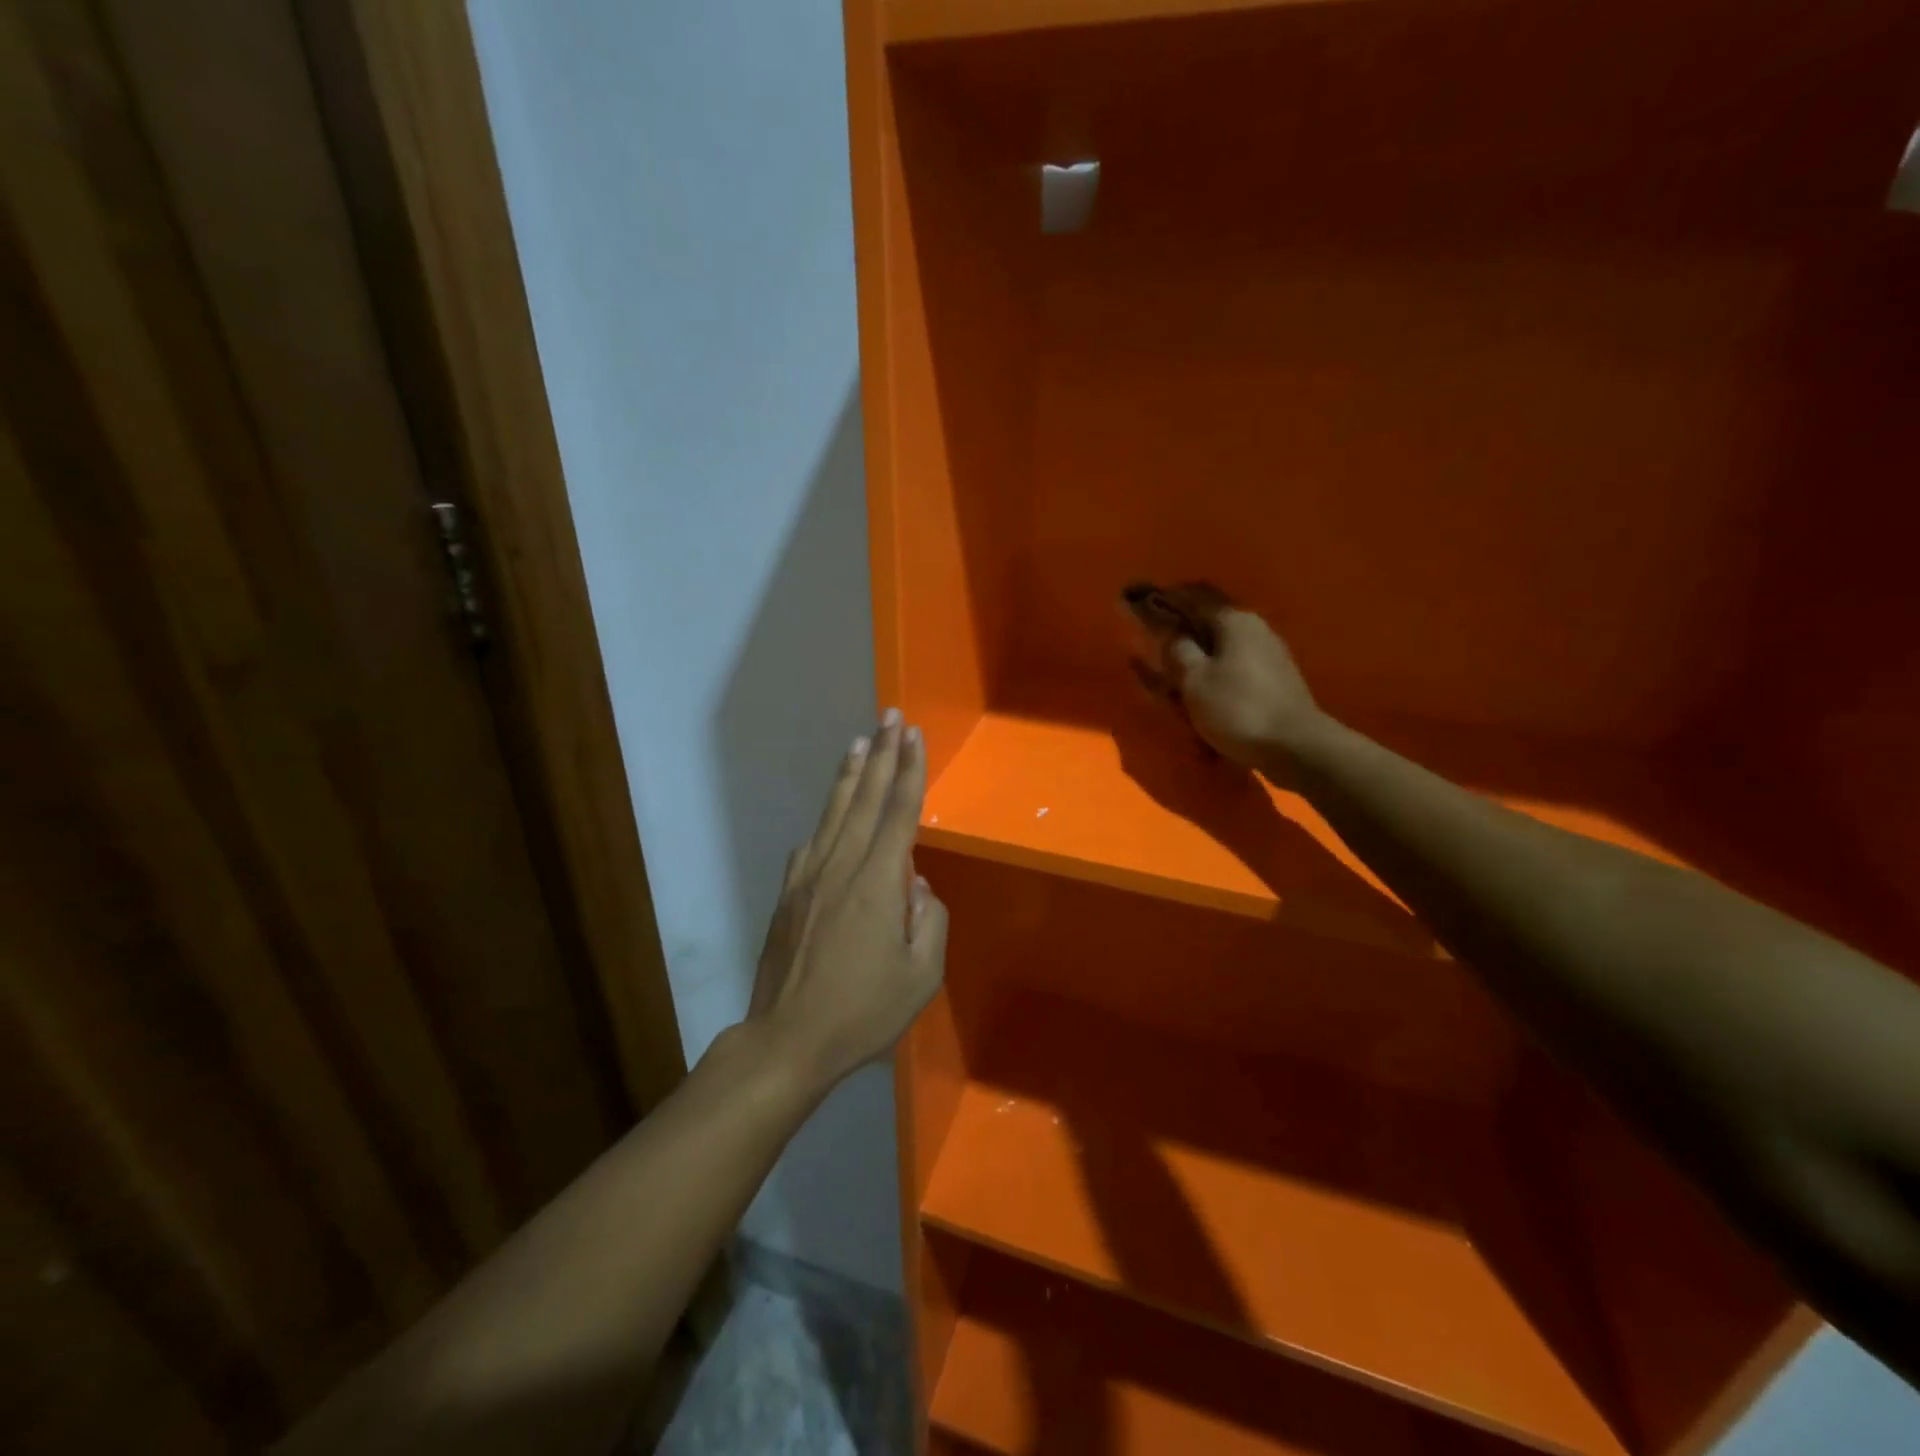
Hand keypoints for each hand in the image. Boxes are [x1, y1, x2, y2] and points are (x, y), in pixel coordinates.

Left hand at [745, 710, 947, 1095]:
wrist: (788, 1039)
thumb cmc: (863, 1012)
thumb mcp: (921, 976)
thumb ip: (929, 921)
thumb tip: (916, 886)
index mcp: (877, 884)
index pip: (899, 813)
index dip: (909, 771)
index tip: (914, 736)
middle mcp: (841, 866)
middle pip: (866, 799)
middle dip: (882, 754)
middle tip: (891, 716)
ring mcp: (809, 877)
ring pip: (834, 812)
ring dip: (850, 774)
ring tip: (860, 741)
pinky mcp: (789, 893)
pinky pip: (813, 842)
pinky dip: (827, 817)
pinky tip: (832, 810)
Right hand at [1165, 603, 1329, 778]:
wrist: (1296, 747)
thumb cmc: (1237, 709)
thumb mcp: (1194, 680)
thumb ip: (1178, 650)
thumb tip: (1173, 634)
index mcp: (1233, 620)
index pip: (1191, 597)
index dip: (1163, 599)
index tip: (1137, 602)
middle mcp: (1254, 628)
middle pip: (1208, 622)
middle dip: (1181, 632)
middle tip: (1155, 646)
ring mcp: (1268, 653)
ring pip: (1221, 648)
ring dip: (1197, 659)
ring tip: (1174, 682)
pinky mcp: (1274, 679)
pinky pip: (1234, 669)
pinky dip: (1214, 677)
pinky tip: (1203, 698)